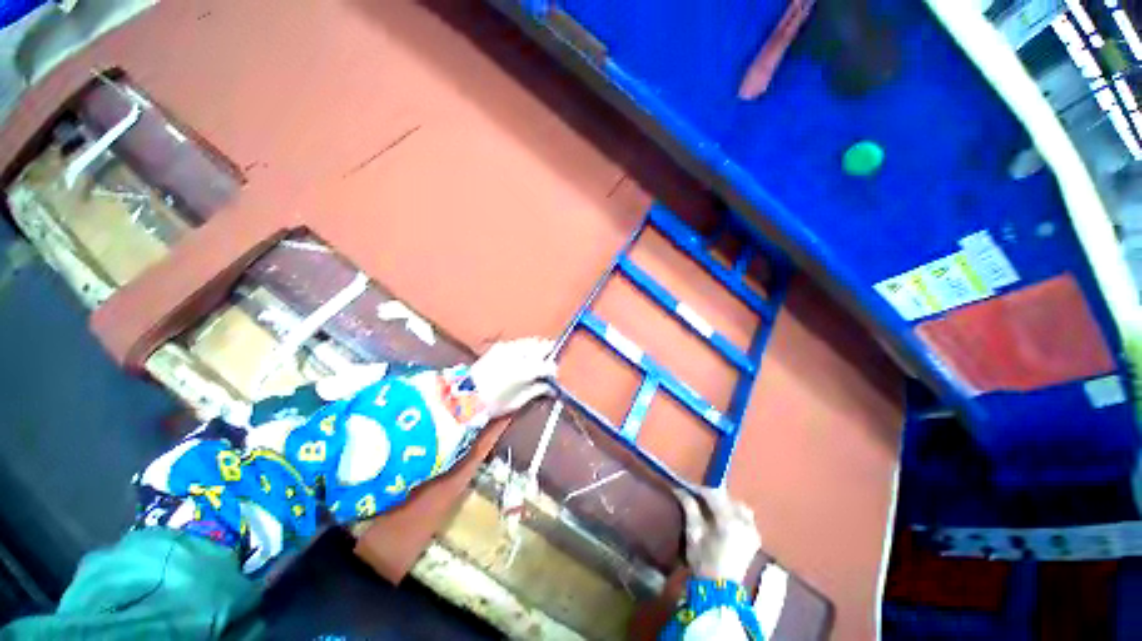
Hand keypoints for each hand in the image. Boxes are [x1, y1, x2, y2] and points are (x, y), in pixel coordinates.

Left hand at [470, 337, 556, 417]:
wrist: (465, 395)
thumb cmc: (493, 403)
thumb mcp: (518, 401)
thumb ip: (537, 390)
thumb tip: (551, 387)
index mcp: (525, 371)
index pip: (548, 365)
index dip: (553, 371)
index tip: (553, 376)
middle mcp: (519, 354)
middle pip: (543, 346)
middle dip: (549, 354)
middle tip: (548, 365)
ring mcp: (509, 347)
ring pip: (532, 341)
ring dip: (538, 349)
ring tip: (537, 360)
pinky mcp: (500, 345)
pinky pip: (520, 342)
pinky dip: (526, 348)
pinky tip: (523, 357)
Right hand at [675, 487, 760, 583]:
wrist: (720, 588)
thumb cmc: (703, 560)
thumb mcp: (693, 532)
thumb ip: (689, 507)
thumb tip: (680, 489)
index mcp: (729, 520)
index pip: (713, 495)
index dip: (699, 490)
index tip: (687, 488)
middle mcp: (745, 522)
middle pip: (727, 498)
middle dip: (712, 495)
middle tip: (698, 497)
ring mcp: (753, 530)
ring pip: (739, 505)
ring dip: (725, 503)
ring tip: (712, 507)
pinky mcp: (755, 538)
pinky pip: (746, 517)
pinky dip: (735, 512)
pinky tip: (724, 517)